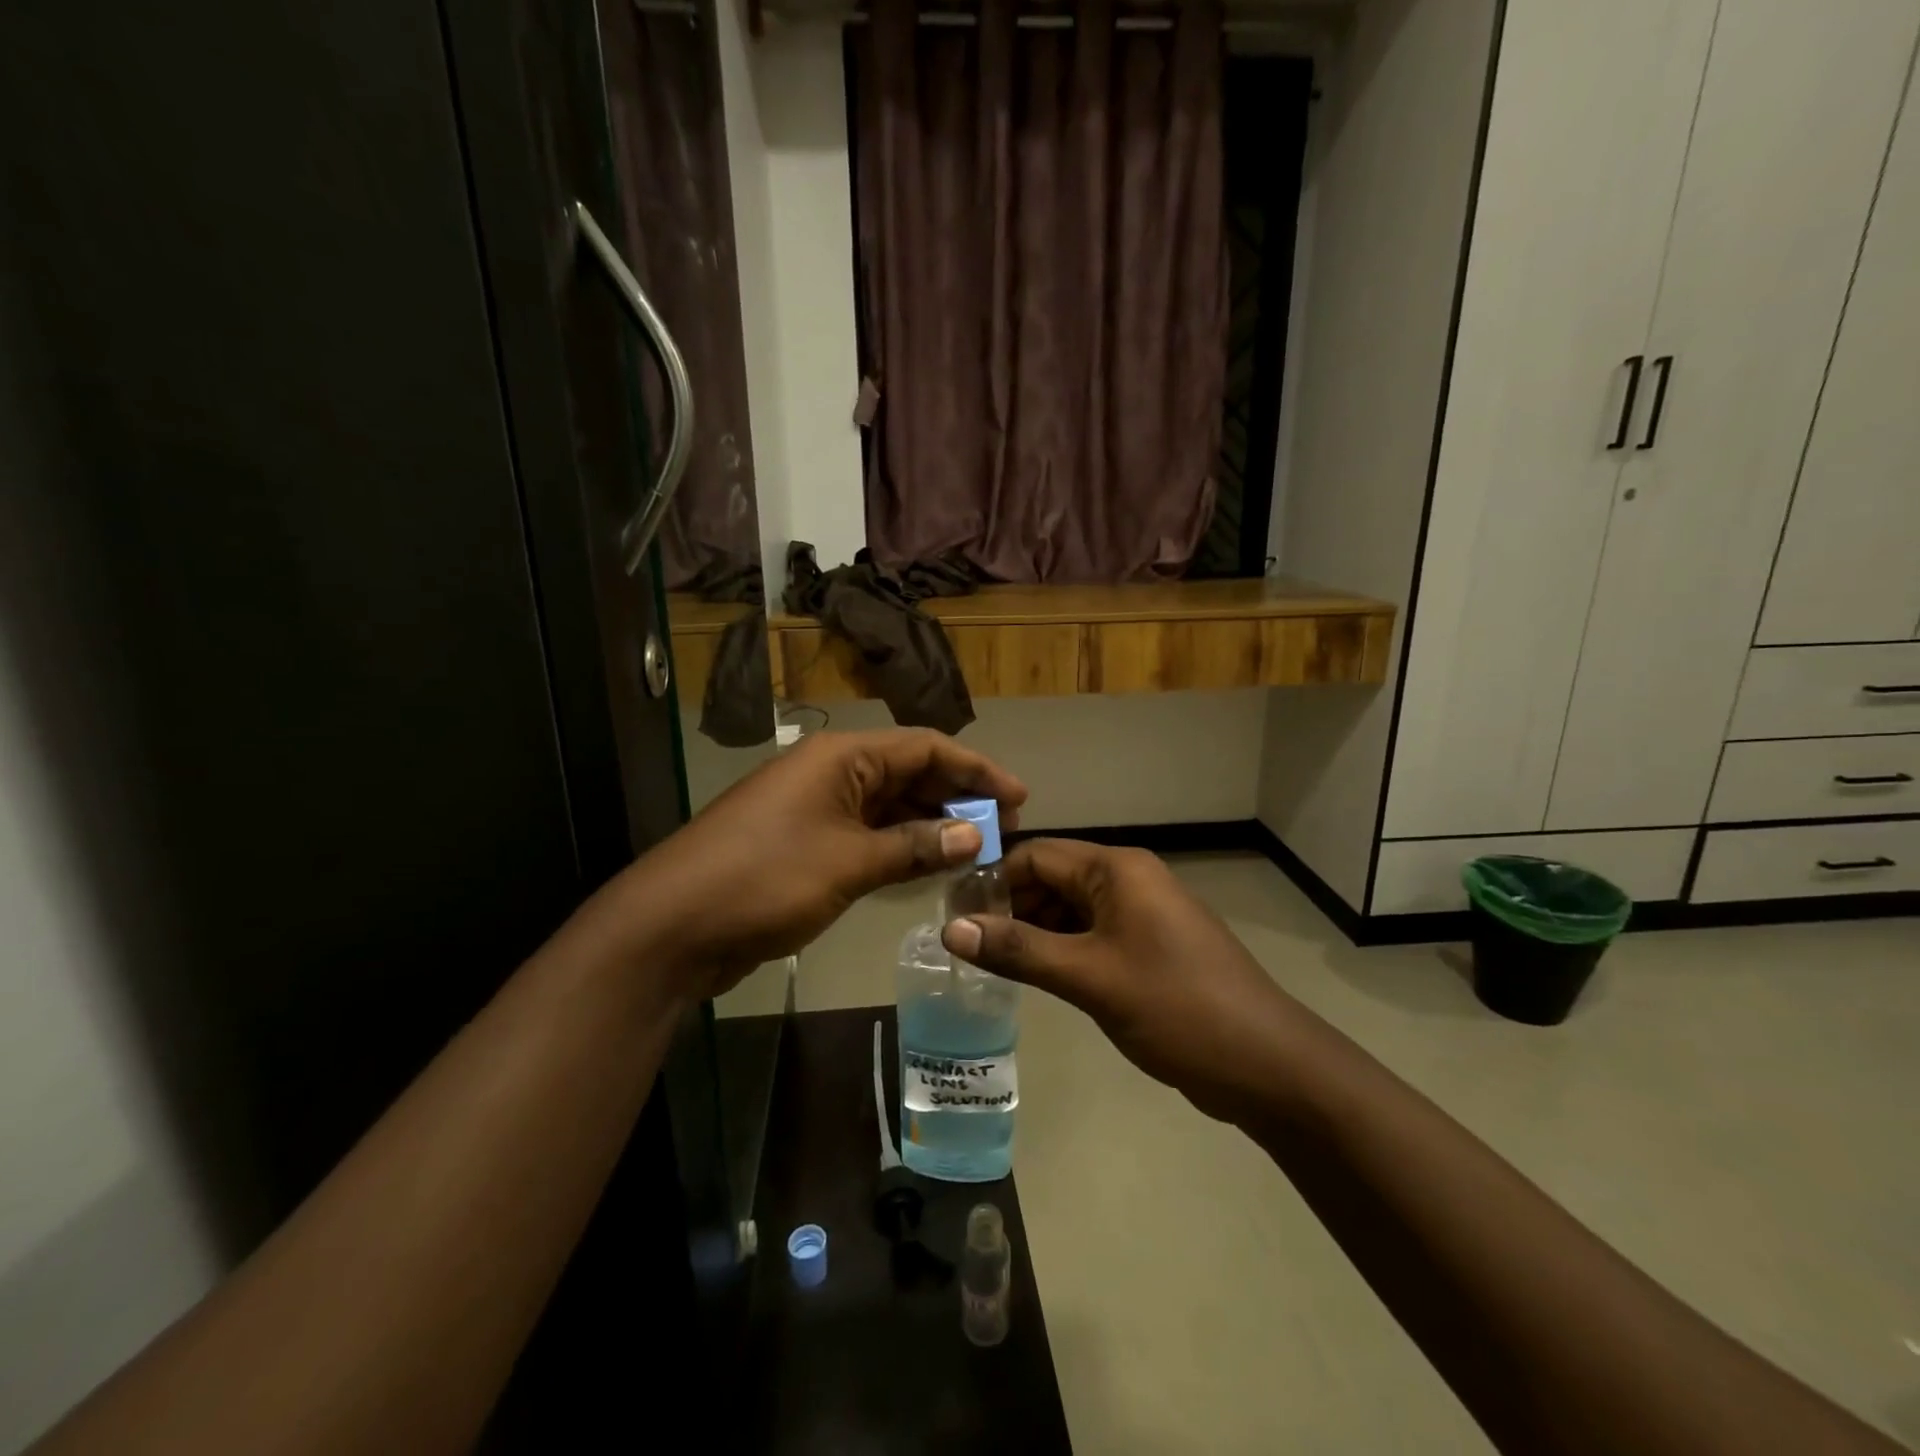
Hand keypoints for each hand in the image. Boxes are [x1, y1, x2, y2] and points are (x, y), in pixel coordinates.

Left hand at [610, 729, 1024, 1000]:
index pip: (925, 747)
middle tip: (1004, 830)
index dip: (976, 770)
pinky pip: (867, 834)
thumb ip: (916, 846)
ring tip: (978, 851)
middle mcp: (832, 772)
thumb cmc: (766, 879)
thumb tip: (977, 834)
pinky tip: (929, 867)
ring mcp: (816, 808)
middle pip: (909, 773)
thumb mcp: (850, 862)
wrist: (674, 926)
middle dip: (957, 798)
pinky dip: (900, 847)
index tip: (1018, 799)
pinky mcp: (806, 843)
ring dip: (932, 826)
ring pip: (890, 806)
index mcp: (842, 757)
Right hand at [941, 839, 1303, 1125]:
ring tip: (990, 962)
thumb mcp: (1089, 978)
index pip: (1036, 855)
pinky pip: (1091, 933)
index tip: (952, 915)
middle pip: (1052, 877)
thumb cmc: (1175, 1006)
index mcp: (1116, 869)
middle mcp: (1128, 879)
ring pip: (1070, 908)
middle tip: (965, 944)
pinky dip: (1059, 948)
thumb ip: (1019, 950)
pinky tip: (1032, 974)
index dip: (992, 880)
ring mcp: (1141, 913)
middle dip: (1009, 906)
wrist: (1265, 1062)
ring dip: (1032, 929)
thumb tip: (951, 929)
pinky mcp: (1148, 945)